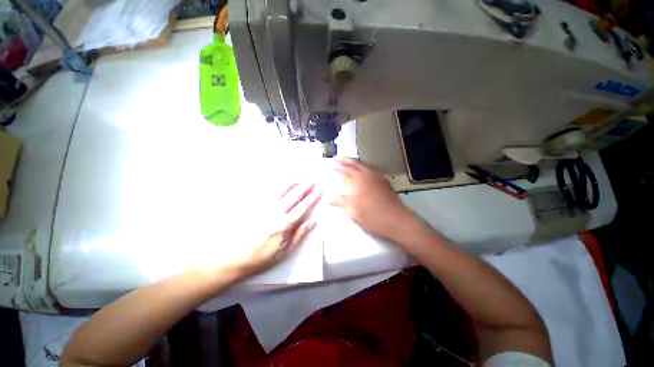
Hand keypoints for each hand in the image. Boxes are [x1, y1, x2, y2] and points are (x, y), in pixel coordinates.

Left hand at [236, 183, 320, 277]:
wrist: (235, 258)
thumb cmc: (262, 257)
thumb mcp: (285, 251)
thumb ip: (299, 235)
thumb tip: (312, 222)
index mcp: (284, 225)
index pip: (302, 208)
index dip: (312, 199)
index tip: (319, 191)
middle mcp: (275, 213)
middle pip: (293, 197)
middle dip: (304, 188)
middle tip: (312, 182)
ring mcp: (263, 209)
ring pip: (279, 193)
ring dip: (290, 185)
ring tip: (298, 178)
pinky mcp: (254, 208)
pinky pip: (265, 195)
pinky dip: (274, 188)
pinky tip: (278, 184)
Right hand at [332, 157, 414, 242]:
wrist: (397, 220)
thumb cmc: (373, 218)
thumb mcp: (354, 213)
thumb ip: (341, 203)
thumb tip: (329, 198)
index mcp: (357, 184)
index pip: (344, 173)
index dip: (336, 168)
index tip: (330, 165)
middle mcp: (366, 177)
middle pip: (353, 165)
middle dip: (343, 161)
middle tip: (336, 157)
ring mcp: (376, 177)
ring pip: (362, 165)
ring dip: (353, 161)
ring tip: (346, 159)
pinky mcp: (383, 181)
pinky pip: (370, 169)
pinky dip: (363, 166)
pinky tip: (362, 168)